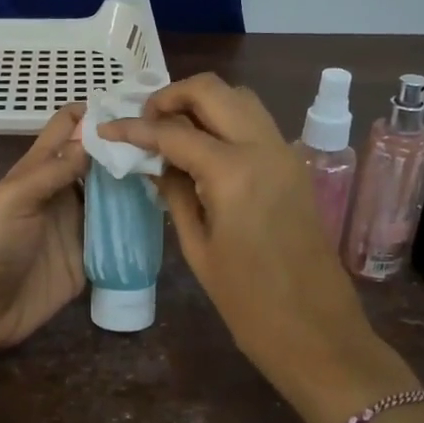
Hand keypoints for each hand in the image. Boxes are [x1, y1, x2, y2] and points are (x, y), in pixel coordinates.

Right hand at [98, 75, 406, 422]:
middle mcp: (263, 147)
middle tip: (144, 122)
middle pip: (212, 90)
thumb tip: (157, 163)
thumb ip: (176, 194)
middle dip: (171, 97)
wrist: (318, 331)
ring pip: (239, 99)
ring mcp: (285, 153)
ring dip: (201, 104)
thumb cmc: (248, 302)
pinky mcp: (295, 166)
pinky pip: (255, 124)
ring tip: (170, 131)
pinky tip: (202, 150)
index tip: (106, 129)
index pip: (173, 131)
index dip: (134, 128)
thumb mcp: (198, 248)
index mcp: (233, 171)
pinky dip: (225, 121)